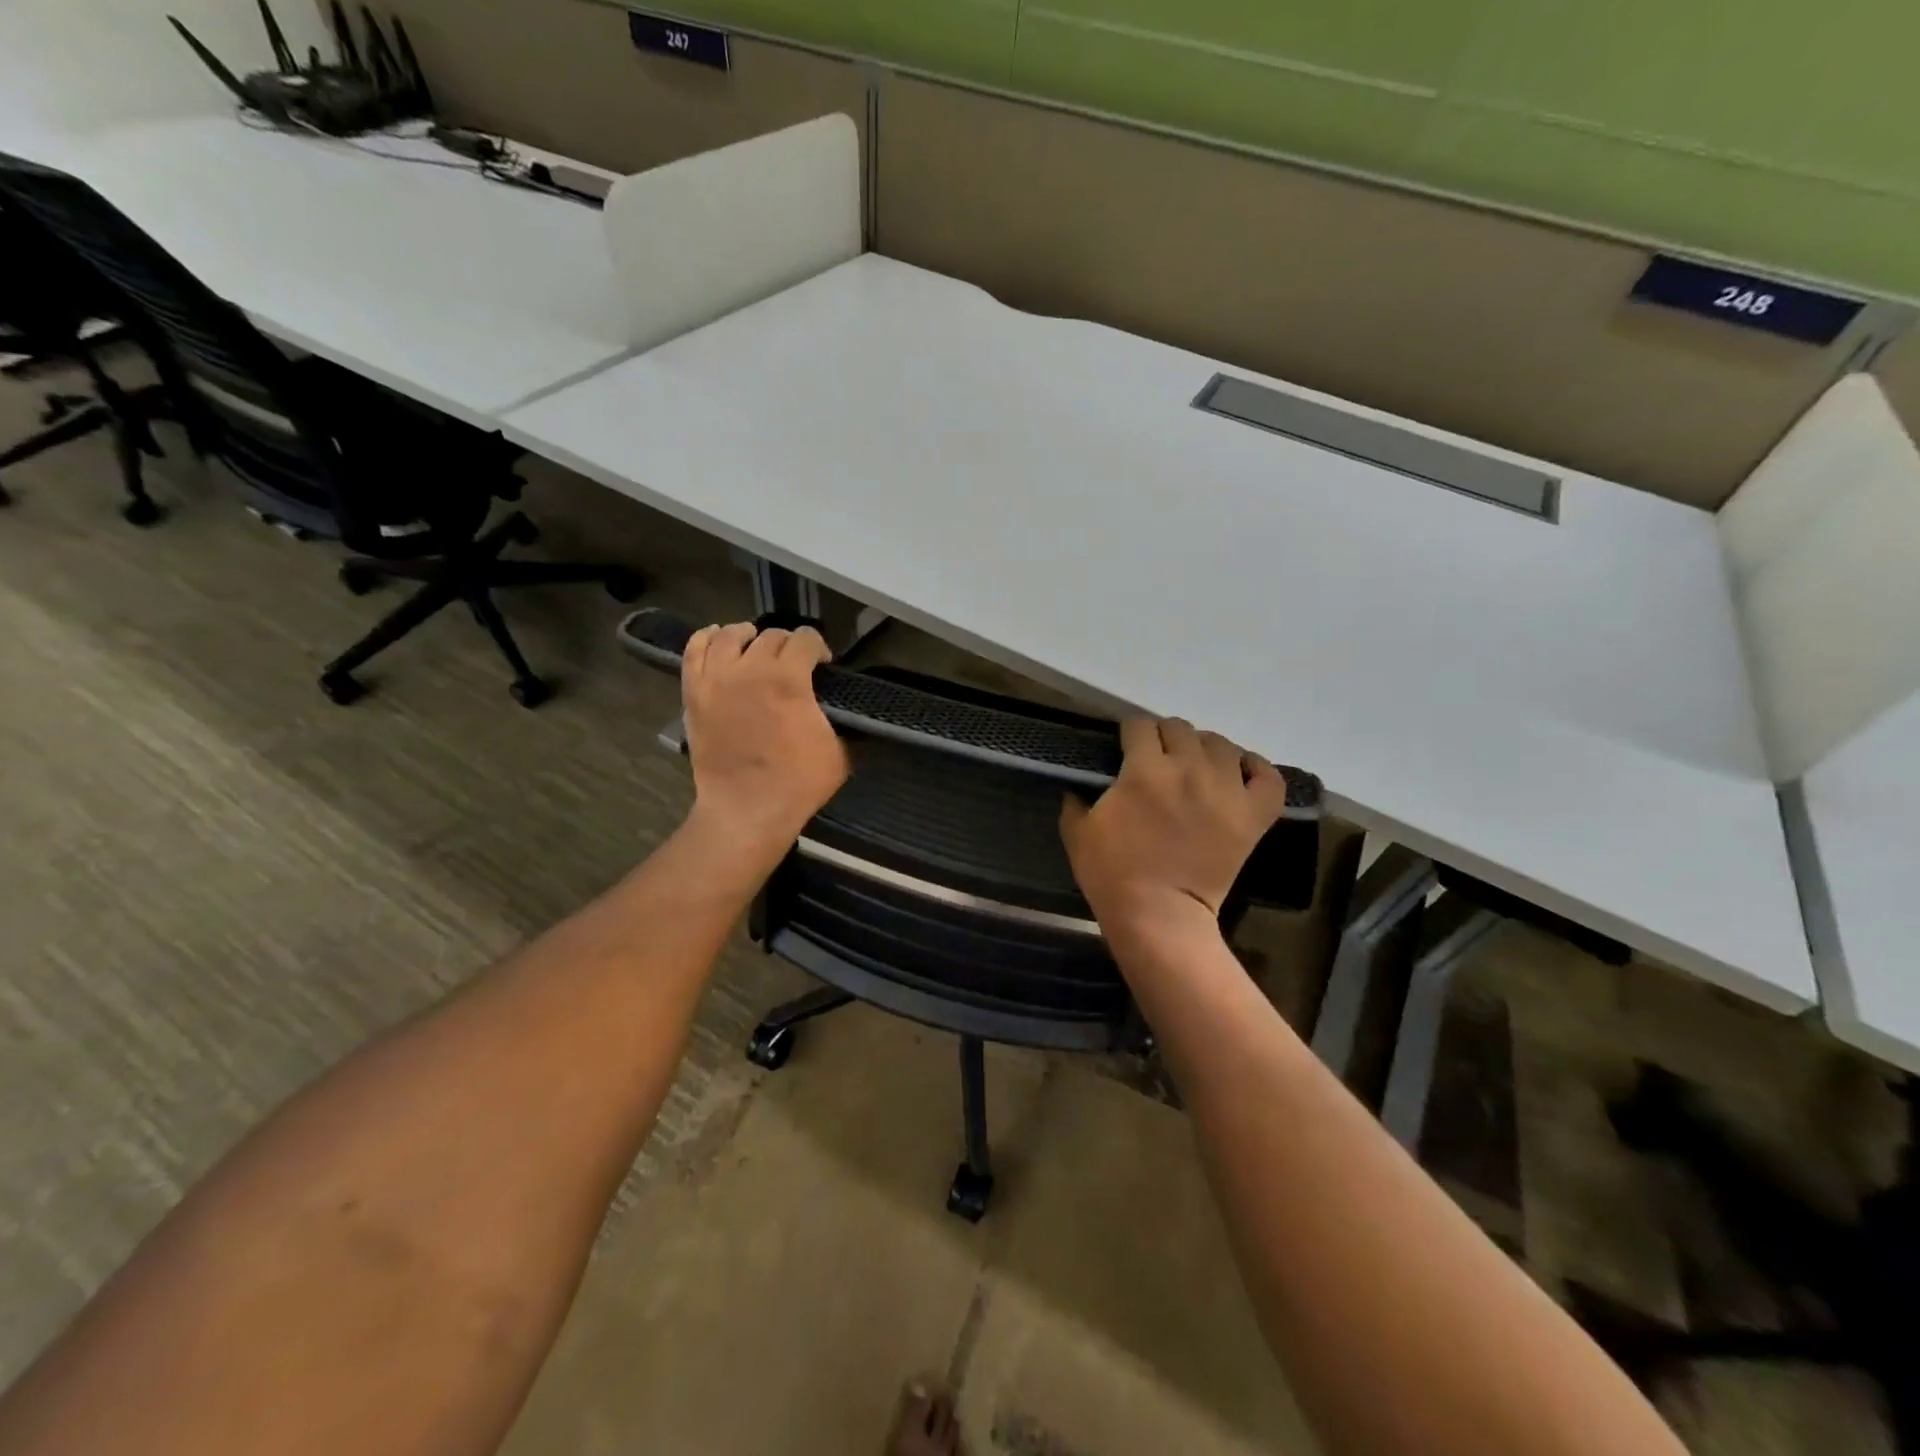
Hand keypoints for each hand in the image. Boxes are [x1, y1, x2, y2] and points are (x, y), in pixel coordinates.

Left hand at [682, 622, 849, 858]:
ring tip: (756, 648)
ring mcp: (716, 679)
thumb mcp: (839, 752)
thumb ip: (842, 721)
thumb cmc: (797, 783)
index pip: (806, 639)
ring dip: (749, 636)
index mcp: (789, 680)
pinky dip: (707, 639)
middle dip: (788, 645)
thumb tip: (846, 709)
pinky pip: (694, 650)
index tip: (823, 664)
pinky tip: (719, 641)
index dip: (819, 647)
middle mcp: (750, 669)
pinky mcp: (694, 692)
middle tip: (794, 665)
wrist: (746, 809)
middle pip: (771, 635)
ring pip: (730, 634)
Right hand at [1061, 718, 1289, 932]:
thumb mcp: (1078, 834)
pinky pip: (1267, 776)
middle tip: (1158, 760)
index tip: (1126, 747)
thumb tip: (1077, 786)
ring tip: (1196, 767)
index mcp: (1144, 770)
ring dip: (1204, 749)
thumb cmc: (1112, 875)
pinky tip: (1239, 773)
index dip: (1130, 733)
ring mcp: (1227, 791)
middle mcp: (1189, 769)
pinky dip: (1255, 768)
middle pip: (1179, 728)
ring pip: (1221, 744)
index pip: (1139, 725)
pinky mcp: (1253, 815)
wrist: (1159, 917)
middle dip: (1164, 737)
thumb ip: (1075, 801)